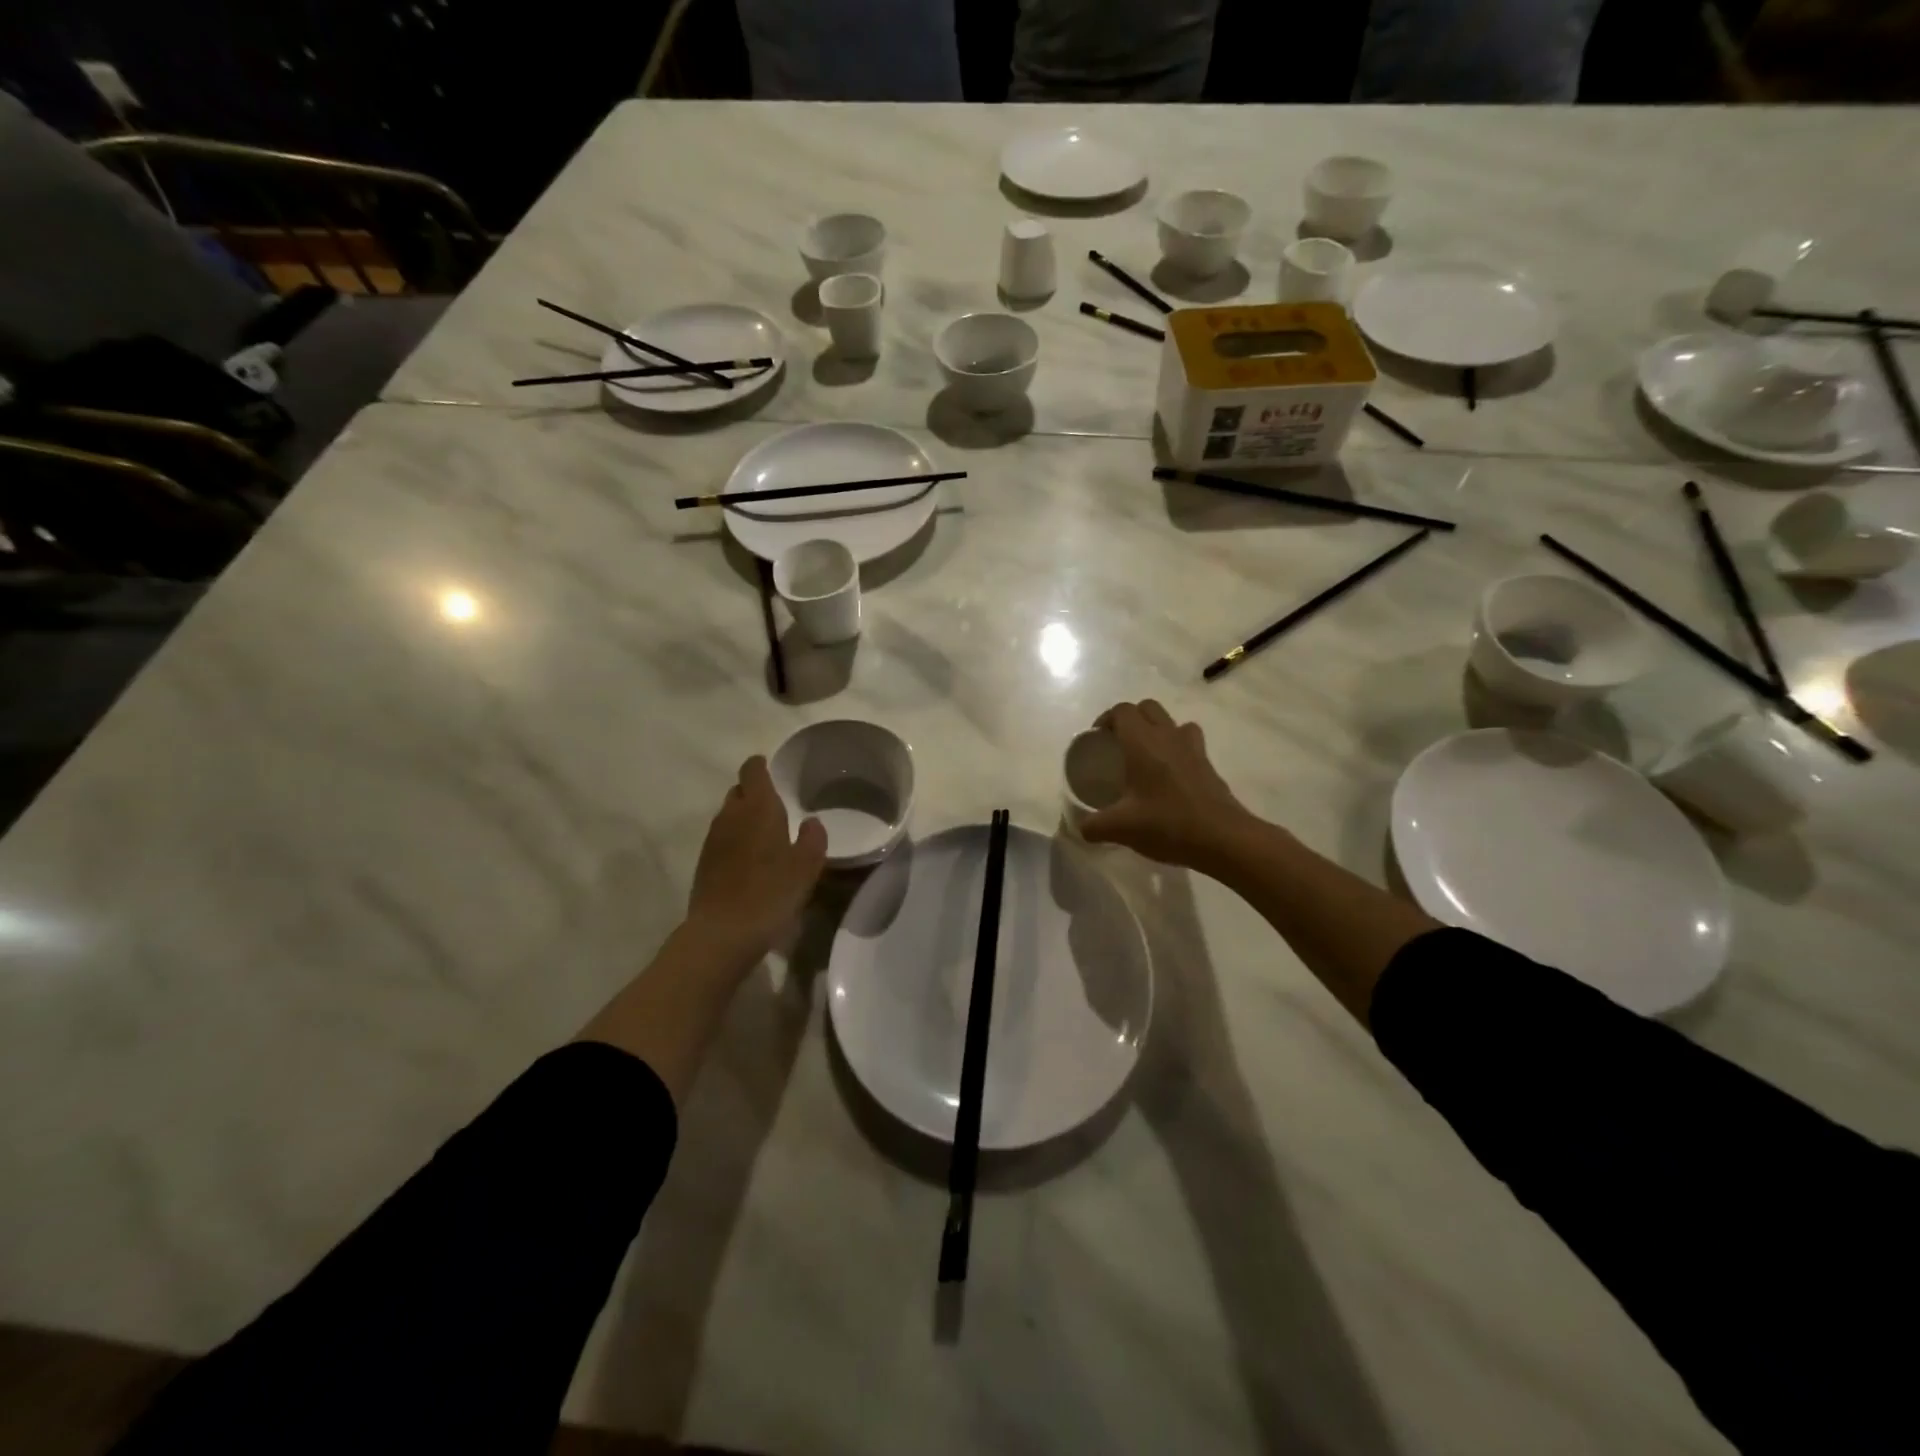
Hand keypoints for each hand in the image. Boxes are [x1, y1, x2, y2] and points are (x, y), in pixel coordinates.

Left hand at [685, 756, 826, 962]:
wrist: (723, 933)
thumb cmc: (771, 893)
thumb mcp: (807, 866)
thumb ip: (812, 839)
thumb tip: (810, 823)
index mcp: (757, 808)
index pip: (752, 771)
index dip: (760, 766)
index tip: (771, 769)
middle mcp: (730, 816)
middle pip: (738, 791)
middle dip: (753, 792)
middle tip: (775, 806)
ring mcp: (712, 840)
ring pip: (728, 816)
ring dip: (743, 818)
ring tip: (764, 835)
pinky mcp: (703, 863)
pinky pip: (721, 839)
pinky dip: (734, 841)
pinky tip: (749, 861)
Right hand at [1080, 700, 1255, 870]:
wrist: (1222, 838)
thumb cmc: (1167, 824)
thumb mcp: (1120, 828)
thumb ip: (1093, 826)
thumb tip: (1081, 828)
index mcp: (1142, 742)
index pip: (1122, 711)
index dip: (1106, 719)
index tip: (1097, 739)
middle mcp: (1167, 736)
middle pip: (1147, 708)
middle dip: (1130, 719)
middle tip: (1118, 744)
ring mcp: (1192, 748)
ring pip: (1171, 721)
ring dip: (1156, 729)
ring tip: (1146, 755)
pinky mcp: (1208, 764)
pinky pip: (1189, 741)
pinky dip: (1176, 748)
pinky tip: (1170, 775)